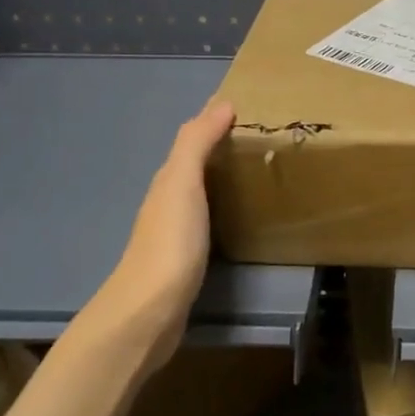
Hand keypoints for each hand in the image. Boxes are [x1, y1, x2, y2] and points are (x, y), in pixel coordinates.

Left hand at [78, 99, 234, 366]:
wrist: (150, 311)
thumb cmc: (170, 241)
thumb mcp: (182, 183)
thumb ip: (196, 143)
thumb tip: (222, 104)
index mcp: (168, 179)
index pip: (193, 139)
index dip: (216, 121)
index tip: (250, 109)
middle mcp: (169, 200)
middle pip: (197, 165)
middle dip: (224, 148)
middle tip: (265, 139)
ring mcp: (177, 232)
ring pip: (203, 192)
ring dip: (225, 178)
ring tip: (260, 171)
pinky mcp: (189, 259)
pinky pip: (211, 220)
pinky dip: (226, 207)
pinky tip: (243, 214)